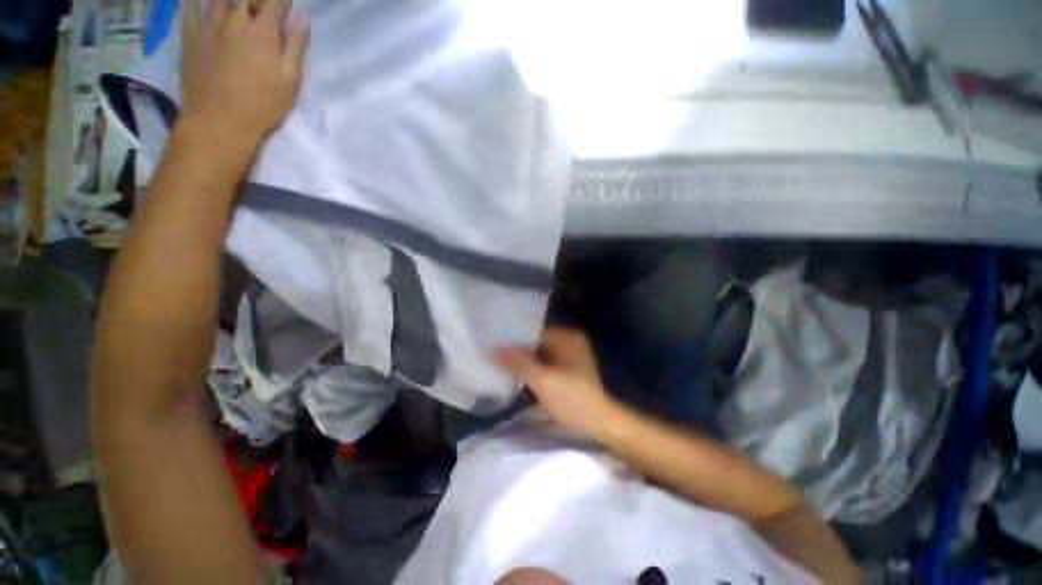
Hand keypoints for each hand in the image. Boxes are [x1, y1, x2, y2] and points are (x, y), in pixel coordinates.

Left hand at [180, 0, 309, 145]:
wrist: (218, 123)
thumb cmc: (262, 106)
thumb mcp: (290, 82)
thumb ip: (296, 47)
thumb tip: (303, 19)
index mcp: (263, 32)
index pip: (276, 2)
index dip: (282, 0)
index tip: (287, 4)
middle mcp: (235, 20)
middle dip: (258, 0)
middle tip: (261, 6)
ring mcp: (209, 25)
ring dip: (232, 0)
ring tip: (238, 5)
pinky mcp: (191, 34)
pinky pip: (191, 4)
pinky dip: (198, 0)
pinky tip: (205, 2)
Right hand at [497, 328, 617, 438]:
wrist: (600, 424)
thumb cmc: (572, 398)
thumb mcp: (542, 379)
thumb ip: (518, 362)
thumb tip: (494, 348)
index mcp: (567, 337)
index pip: (535, 332)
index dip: (515, 339)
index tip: (496, 346)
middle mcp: (570, 342)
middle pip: (537, 343)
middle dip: (519, 351)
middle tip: (496, 356)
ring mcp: (570, 357)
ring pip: (540, 355)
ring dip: (525, 361)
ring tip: (502, 365)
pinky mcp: (568, 372)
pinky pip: (546, 364)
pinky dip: (534, 369)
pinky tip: (519, 376)